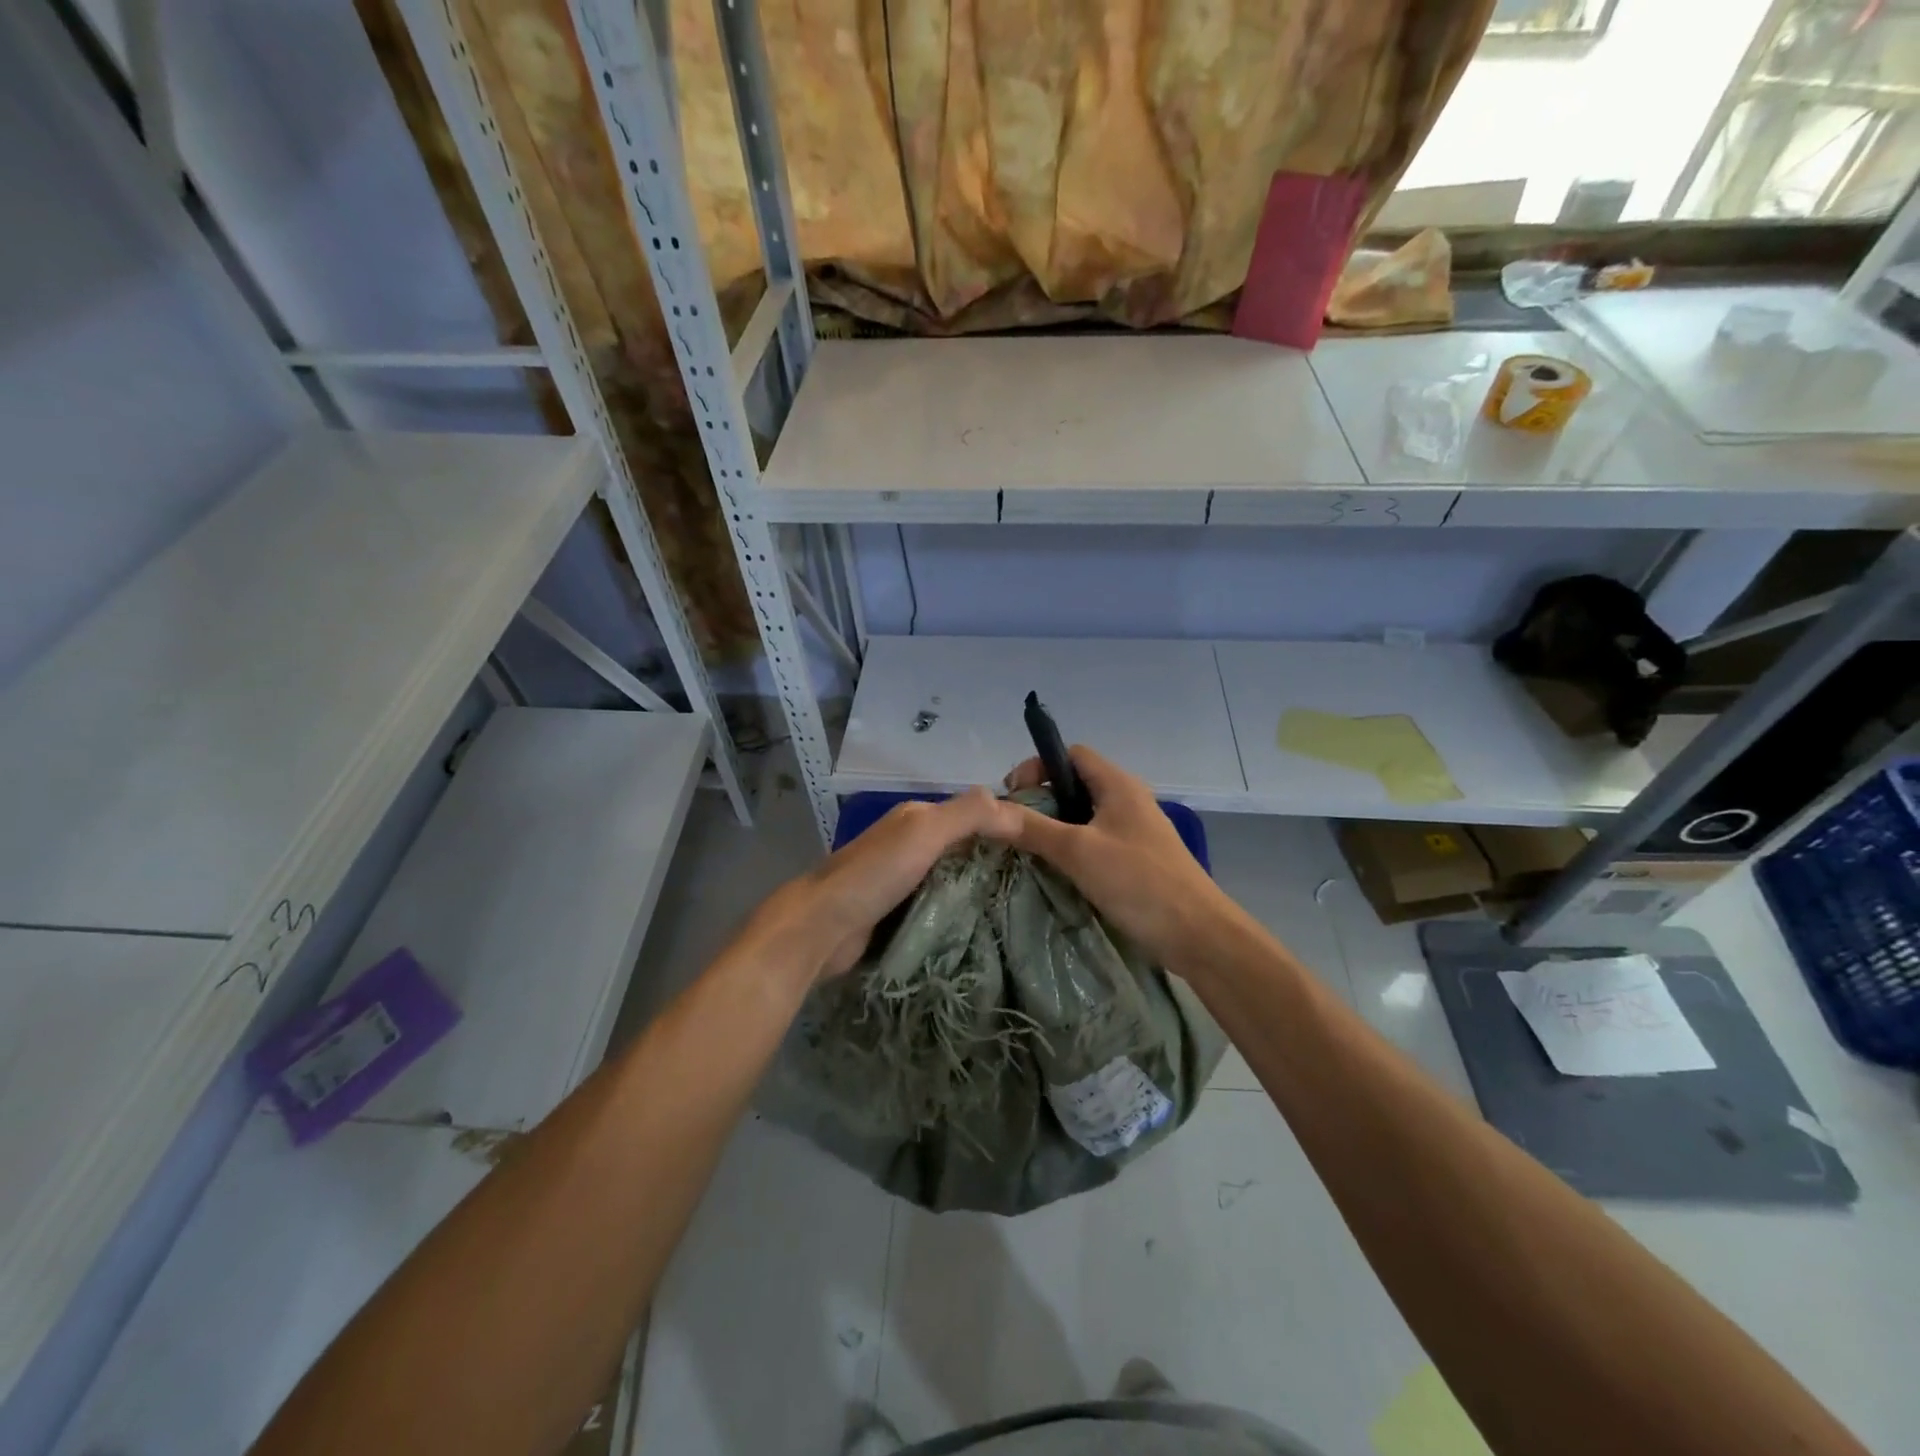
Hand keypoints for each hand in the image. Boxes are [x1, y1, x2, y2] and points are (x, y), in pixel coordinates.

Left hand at [743, 789, 1018, 985]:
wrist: (822, 928)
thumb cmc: (875, 874)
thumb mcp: (925, 832)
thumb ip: (968, 814)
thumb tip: (1013, 806)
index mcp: (917, 817)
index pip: (973, 812)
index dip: (1006, 823)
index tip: (1047, 845)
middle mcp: (911, 842)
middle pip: (965, 846)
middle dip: (998, 859)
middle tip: (1045, 881)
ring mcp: (904, 879)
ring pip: (955, 877)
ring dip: (982, 887)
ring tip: (1026, 905)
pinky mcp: (900, 912)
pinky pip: (941, 904)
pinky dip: (962, 910)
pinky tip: (988, 925)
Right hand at [991, 745, 1240, 971]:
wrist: (1198, 936)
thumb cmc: (1140, 882)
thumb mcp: (1079, 851)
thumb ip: (1033, 828)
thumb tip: (986, 811)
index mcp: (1118, 785)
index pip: (1070, 755)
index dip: (1038, 767)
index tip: (1011, 797)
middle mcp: (1126, 800)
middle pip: (1073, 785)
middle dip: (1040, 802)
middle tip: (1013, 828)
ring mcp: (1132, 832)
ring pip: (1081, 817)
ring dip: (1053, 829)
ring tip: (1026, 851)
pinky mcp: (1133, 860)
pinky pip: (1093, 843)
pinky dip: (1070, 851)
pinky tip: (1053, 872)